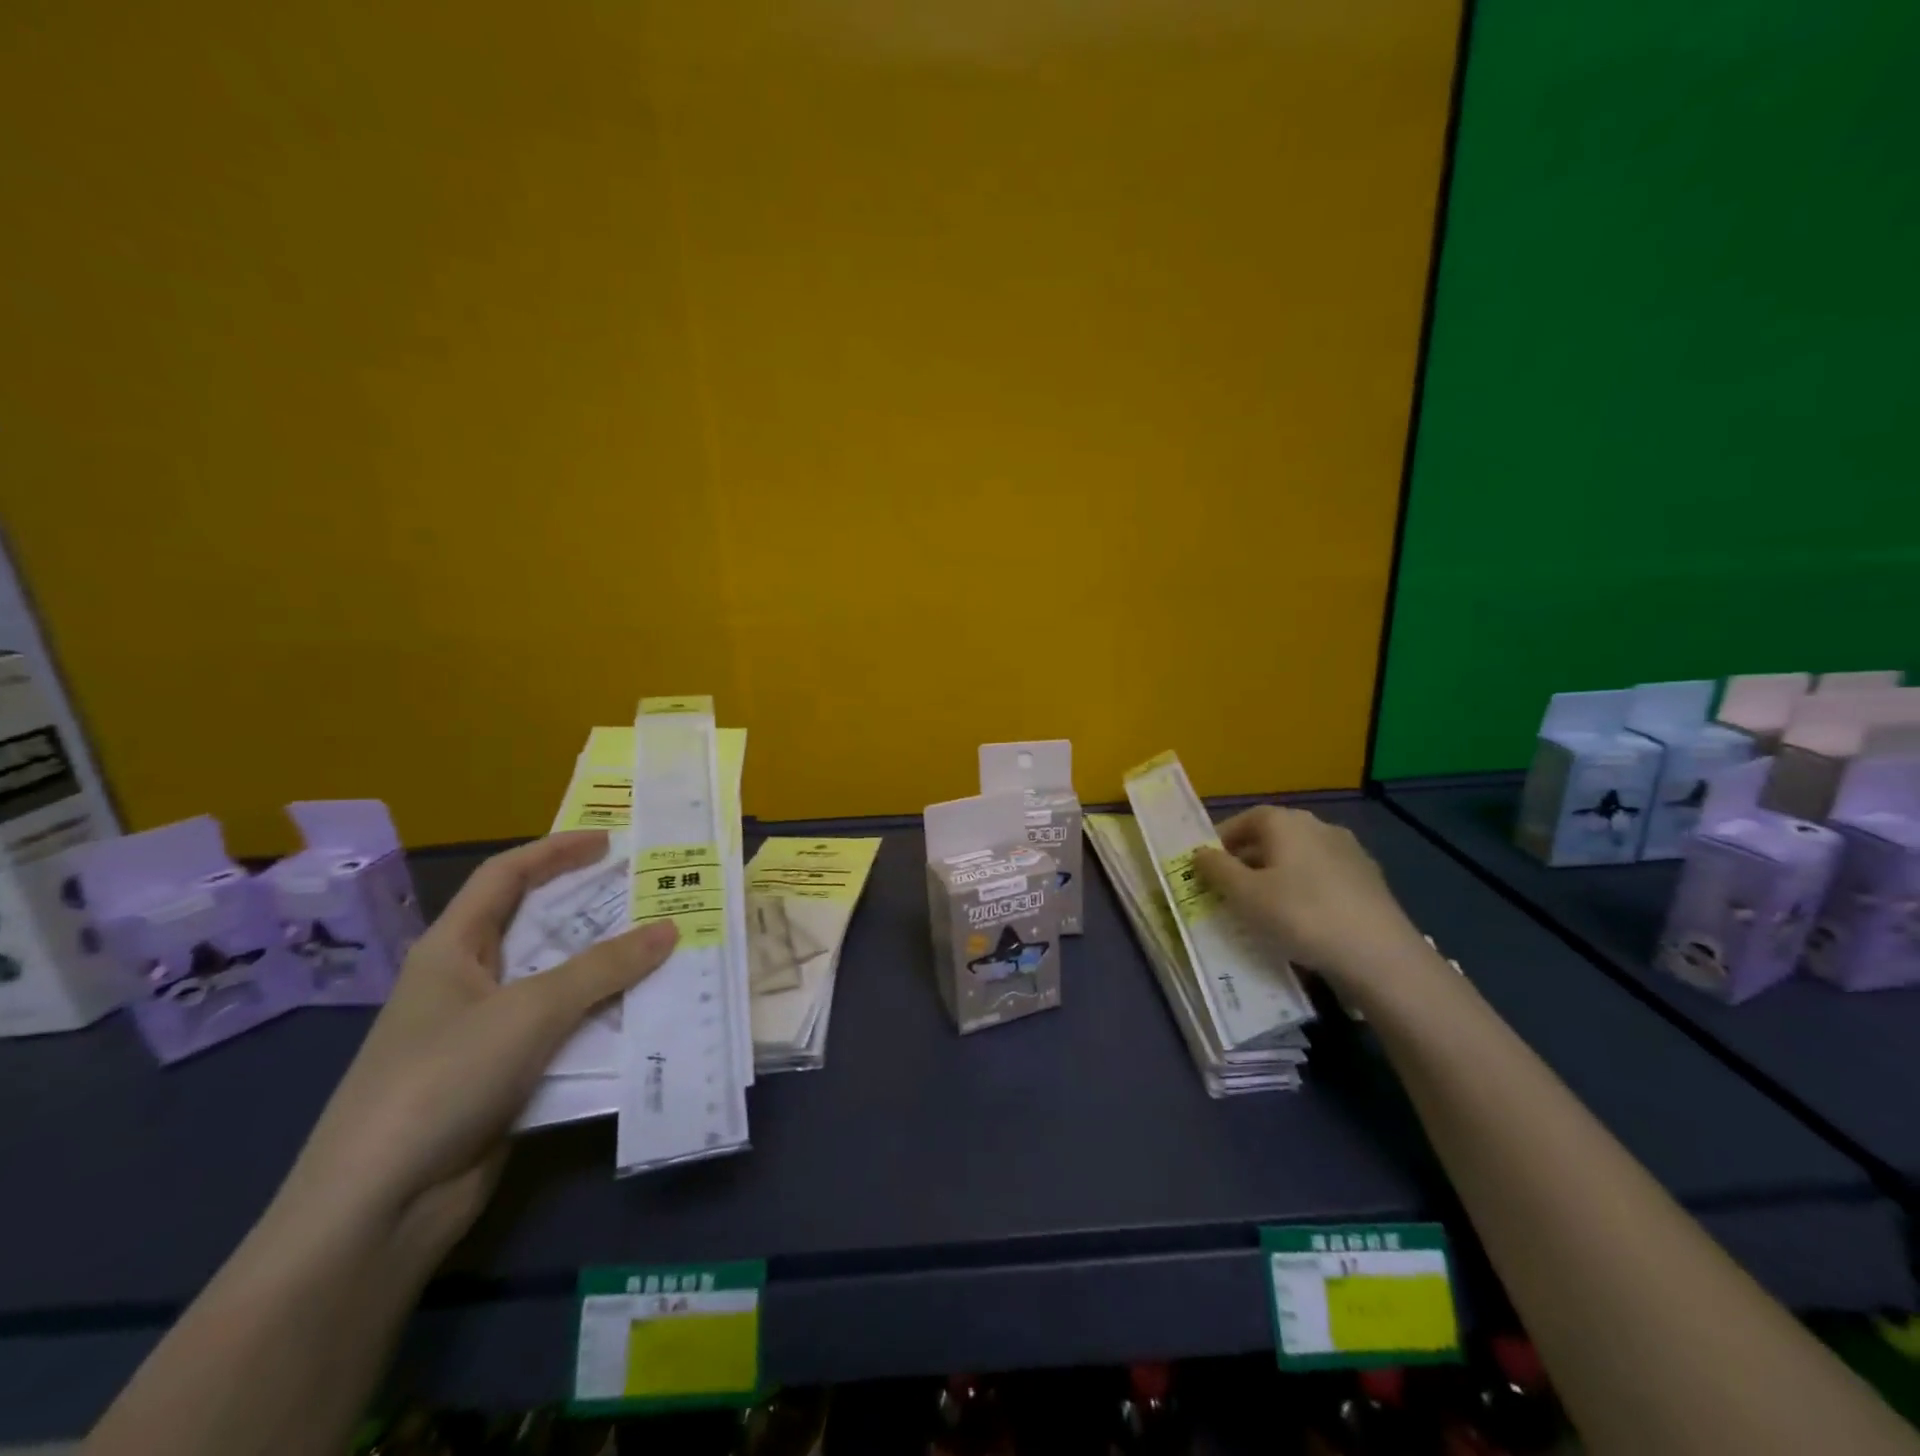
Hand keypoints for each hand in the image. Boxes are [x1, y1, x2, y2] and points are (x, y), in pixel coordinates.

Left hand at [274, 833, 676, 1266]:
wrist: (378, 1209)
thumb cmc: (444, 1079)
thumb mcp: (531, 1010)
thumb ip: (605, 968)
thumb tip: (670, 928)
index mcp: (452, 949)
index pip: (505, 877)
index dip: (555, 851)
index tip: (611, 843)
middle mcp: (468, 982)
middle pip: (537, 928)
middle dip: (593, 909)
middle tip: (652, 896)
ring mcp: (485, 1033)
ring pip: (558, 983)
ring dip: (608, 969)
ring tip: (665, 950)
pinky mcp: (505, 1077)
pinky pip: (564, 1032)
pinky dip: (602, 1020)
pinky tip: (645, 1016)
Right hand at [1194, 805, 1426, 989]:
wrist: (1379, 955)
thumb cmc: (1300, 915)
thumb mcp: (1244, 895)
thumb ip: (1216, 869)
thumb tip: (1199, 853)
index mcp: (1286, 822)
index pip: (1245, 819)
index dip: (1221, 840)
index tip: (1206, 866)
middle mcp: (1319, 826)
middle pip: (1272, 837)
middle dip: (1246, 860)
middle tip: (1228, 890)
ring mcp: (1349, 852)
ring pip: (1298, 858)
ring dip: (1275, 876)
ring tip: (1261, 909)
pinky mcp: (1369, 881)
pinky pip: (1322, 878)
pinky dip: (1303, 890)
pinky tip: (1300, 920)